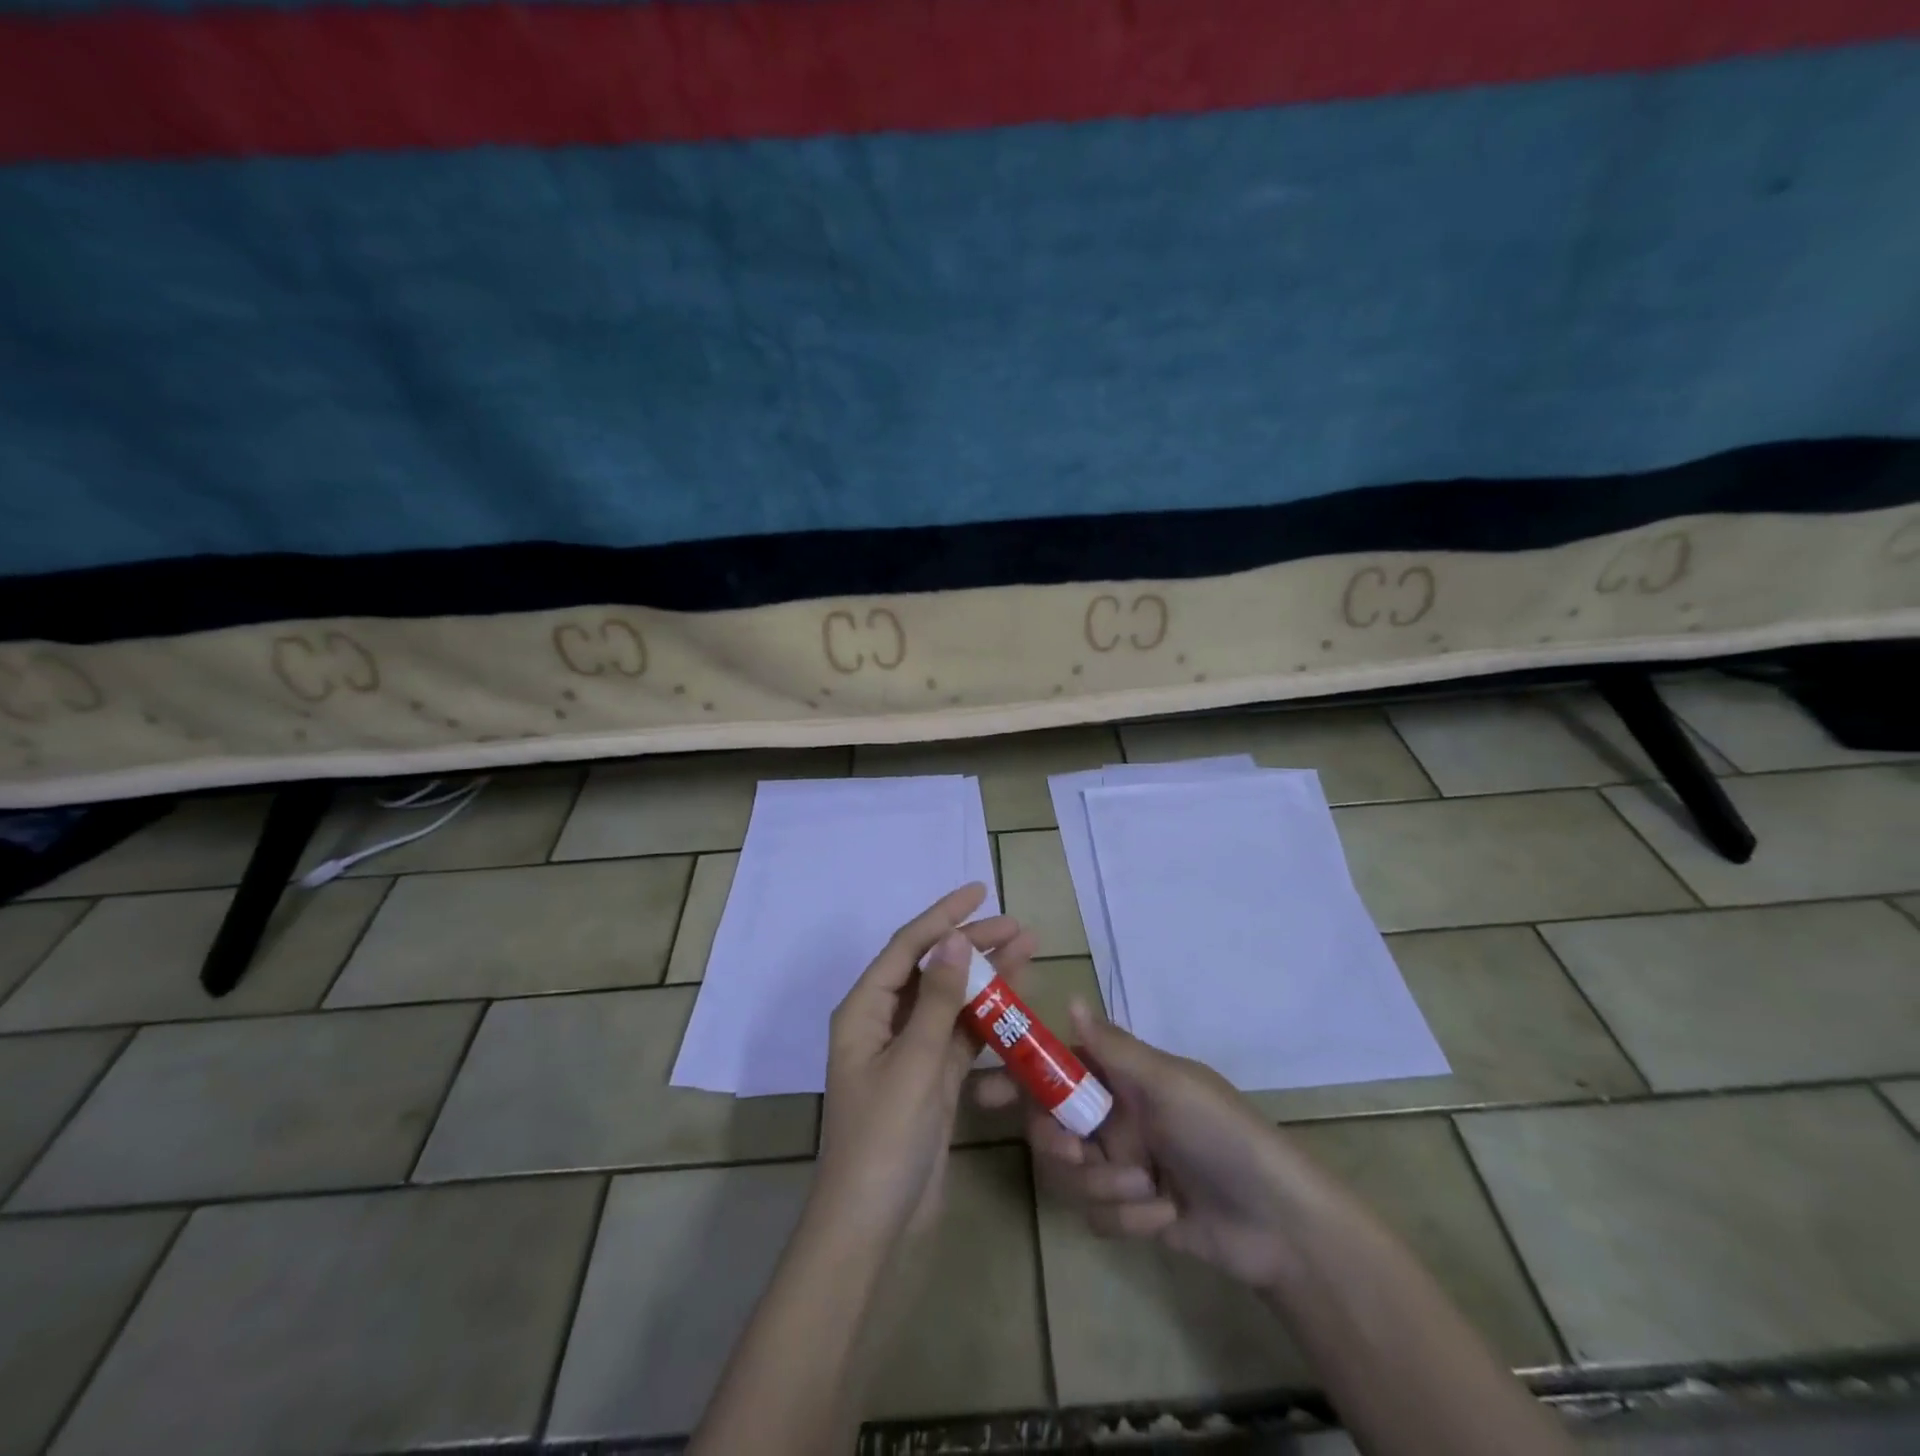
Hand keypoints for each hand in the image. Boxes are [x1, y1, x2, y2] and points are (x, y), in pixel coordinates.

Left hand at [815, 884, 1037, 1245]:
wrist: (873, 1227)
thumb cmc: (883, 1138)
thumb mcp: (913, 1062)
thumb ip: (938, 1000)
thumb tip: (956, 940)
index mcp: (864, 1010)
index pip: (908, 947)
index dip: (943, 915)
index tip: (980, 891)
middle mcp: (884, 1023)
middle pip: (932, 969)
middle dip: (973, 944)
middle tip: (1018, 927)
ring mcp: (909, 1052)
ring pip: (951, 1000)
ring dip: (986, 978)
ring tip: (1028, 950)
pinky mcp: (931, 1080)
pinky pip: (961, 1035)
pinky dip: (987, 1018)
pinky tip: (1016, 1001)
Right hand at [976, 1002, 1312, 1289]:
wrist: (1277, 1222)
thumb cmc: (1220, 1134)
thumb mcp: (1167, 1084)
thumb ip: (1112, 1049)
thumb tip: (1068, 998)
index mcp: (1122, 1078)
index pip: (1058, 1067)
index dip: (1019, 1075)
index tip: (982, 1092)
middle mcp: (1115, 1116)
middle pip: (1051, 1124)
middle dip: (1056, 1140)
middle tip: (1070, 1149)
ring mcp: (1121, 1165)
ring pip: (1070, 1174)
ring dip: (1103, 1184)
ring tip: (1145, 1188)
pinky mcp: (1131, 1213)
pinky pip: (1098, 1214)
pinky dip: (1128, 1219)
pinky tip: (1164, 1215)